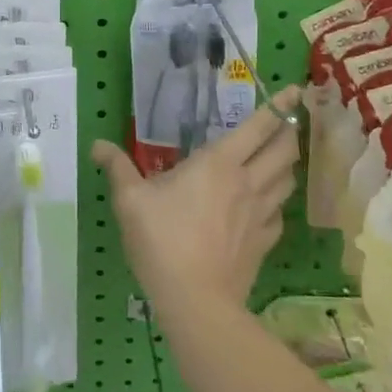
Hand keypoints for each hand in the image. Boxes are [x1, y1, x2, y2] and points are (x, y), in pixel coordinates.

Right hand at [92, 85, 302, 316]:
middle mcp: (248, 182)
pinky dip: (277, 201)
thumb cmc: (161, 240)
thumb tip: (97, 144)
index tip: (293, 91)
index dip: (279, 106)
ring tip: (280, 158)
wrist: (195, 300)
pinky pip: (279, 213)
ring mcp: (261, 214)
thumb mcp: (130, 200)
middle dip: (288, 132)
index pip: (259, 127)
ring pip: (287, 180)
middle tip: (286, 124)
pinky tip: (267, 205)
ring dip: (287, 164)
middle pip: (284, 150)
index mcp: (219, 164)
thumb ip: (117, 167)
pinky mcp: (264, 242)